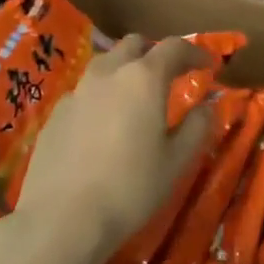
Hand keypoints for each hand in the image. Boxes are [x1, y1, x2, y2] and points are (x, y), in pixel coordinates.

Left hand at [19, 35, 217, 252]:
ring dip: (125, 70)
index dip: (195, 52)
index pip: (174, 47)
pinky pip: (84, 92)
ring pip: (105, 65)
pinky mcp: (55, 114)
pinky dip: (101, 96)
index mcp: (144, 79)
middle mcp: (108, 74)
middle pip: (134, 45)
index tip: (209, 64)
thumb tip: (207, 107)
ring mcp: (76, 92)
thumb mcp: (176, 161)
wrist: (62, 219)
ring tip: (135, 97)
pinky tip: (104, 126)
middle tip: (170, 75)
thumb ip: (197, 127)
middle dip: (155, 53)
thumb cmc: (130, 188)